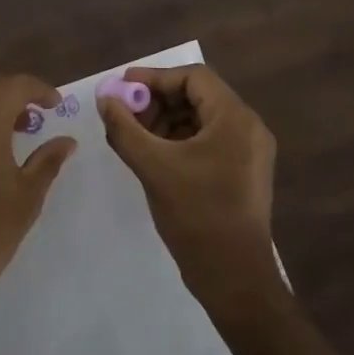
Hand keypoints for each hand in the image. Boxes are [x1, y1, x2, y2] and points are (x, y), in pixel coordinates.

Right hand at [99, 64, 280, 312]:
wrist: (234, 277)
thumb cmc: (196, 215)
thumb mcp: (153, 167)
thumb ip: (124, 128)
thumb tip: (105, 99)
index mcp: (235, 118)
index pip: (193, 77)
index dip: (155, 78)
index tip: (123, 88)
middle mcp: (248, 127)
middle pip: (198, 95)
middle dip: (157, 100)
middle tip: (124, 113)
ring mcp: (248, 152)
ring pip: (201, 119)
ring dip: (166, 120)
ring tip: (133, 136)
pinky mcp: (243, 172)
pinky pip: (208, 140)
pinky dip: (179, 140)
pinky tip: (152, 155)